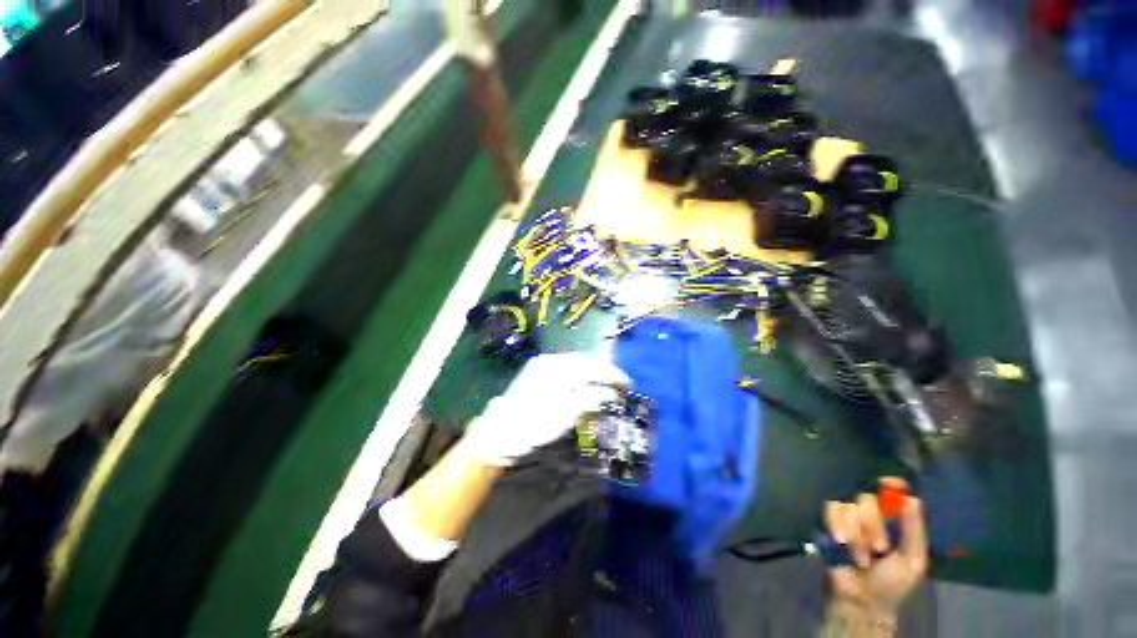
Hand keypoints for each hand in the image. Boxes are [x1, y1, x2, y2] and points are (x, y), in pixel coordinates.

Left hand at [460, 352, 629, 465]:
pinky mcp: (535, 372)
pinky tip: (581, 386)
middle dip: (603, 373)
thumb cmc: (534, 425)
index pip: (594, 368)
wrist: (499, 432)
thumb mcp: (567, 413)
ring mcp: (541, 365)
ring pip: (574, 365)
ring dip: (590, 374)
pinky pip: (563, 369)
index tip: (628, 385)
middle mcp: (551, 361)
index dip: (613, 376)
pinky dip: (576, 376)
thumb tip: (610, 392)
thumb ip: (591, 398)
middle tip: (618, 386)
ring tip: (602, 387)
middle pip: (585, 363)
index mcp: (559, 369)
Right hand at [824, 478, 927, 614]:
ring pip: (848, 505)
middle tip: (879, 549)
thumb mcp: (912, 560)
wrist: (860, 598)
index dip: (890, 484)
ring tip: (860, 556)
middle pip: (867, 497)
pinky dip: (837, 526)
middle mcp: (869, 512)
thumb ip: (914, 530)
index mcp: (893, 519)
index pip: (891, 491)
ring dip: (856, 533)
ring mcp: (847, 515)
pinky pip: (830, 509)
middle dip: (872, 524)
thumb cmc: (891, 582)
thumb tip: (913, 498)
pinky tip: (841, 543)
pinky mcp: (827, 519)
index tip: (889, 484)